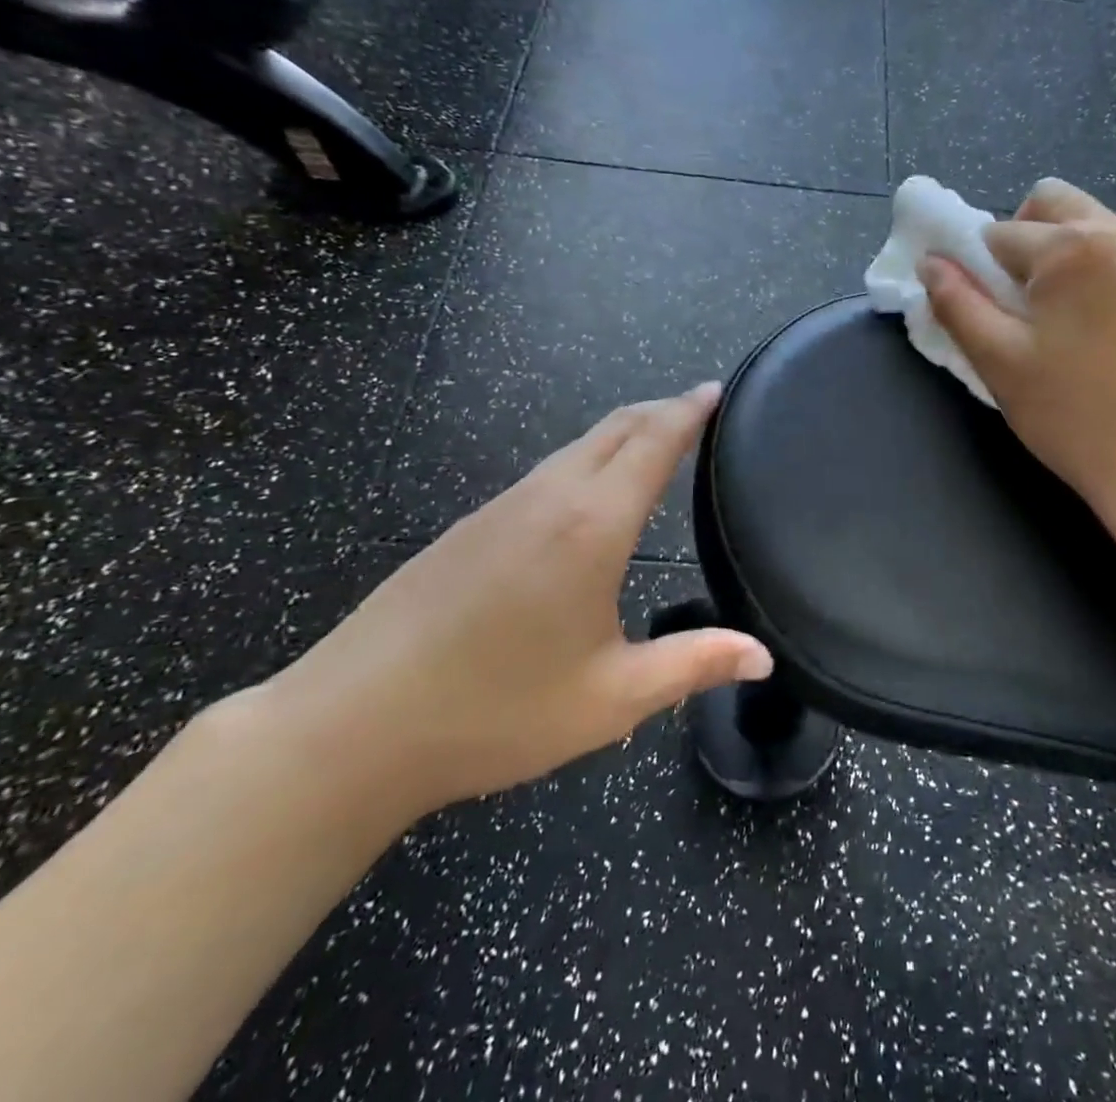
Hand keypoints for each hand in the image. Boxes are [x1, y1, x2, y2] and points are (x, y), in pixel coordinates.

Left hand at [256, 386, 772, 822]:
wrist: (351, 726)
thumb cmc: (496, 712)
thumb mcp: (611, 698)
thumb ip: (693, 665)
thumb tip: (764, 657)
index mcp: (592, 525)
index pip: (653, 442)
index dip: (688, 411)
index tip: (716, 390)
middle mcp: (548, 497)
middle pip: (614, 428)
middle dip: (660, 410)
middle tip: (696, 411)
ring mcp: (500, 507)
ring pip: (575, 447)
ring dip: (621, 434)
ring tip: (652, 446)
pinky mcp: (467, 527)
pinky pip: (544, 472)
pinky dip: (584, 460)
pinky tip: (585, 498)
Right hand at [919, 179, 1115, 520]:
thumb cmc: (1073, 413)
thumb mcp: (998, 360)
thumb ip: (957, 303)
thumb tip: (930, 263)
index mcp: (1070, 247)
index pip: (999, 234)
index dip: (980, 270)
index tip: (989, 313)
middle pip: (1053, 203)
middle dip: (1023, 237)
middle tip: (1021, 301)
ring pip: (1094, 226)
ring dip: (1064, 255)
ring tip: (1064, 321)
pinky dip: (1102, 274)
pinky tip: (1106, 332)